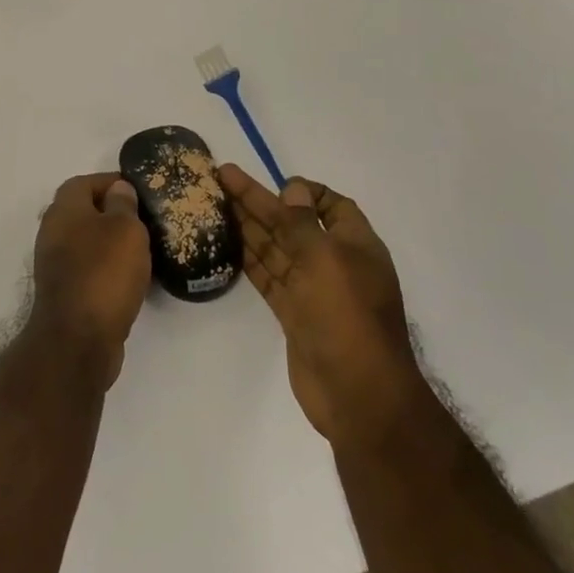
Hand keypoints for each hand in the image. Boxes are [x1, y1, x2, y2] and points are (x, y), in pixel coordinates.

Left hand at [28, 173, 151, 387]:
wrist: (78, 339)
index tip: (139, 190)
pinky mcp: (65, 292)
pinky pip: (90, 269)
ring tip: (145, 249)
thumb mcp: (124, 229)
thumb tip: (118, 188)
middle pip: (84, 212)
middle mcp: (53, 232)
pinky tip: (133, 279)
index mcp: (63, 210)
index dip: (111, 182)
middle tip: (146, 219)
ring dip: (112, 243)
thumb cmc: (104, 273)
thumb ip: (123, 204)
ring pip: (88, 242)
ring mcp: (56, 264)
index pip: (84, 182)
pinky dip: (109, 269)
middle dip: (114, 213)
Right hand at [218, 164, 424, 447]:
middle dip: (260, 201)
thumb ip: (303, 223)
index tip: (273, 182)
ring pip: (276, 248)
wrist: (358, 394)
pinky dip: (248, 258)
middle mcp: (335, 263)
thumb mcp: (326, 260)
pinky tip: (226, 242)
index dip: (303, 191)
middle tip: (221, 178)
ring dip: (248, 225)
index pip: (332, 205)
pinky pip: (268, 276)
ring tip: (215, 202)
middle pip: (293, 223)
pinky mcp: (294, 313)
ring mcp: (313, 289)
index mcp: (355, 245)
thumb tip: (292, 188)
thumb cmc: (347, 317)